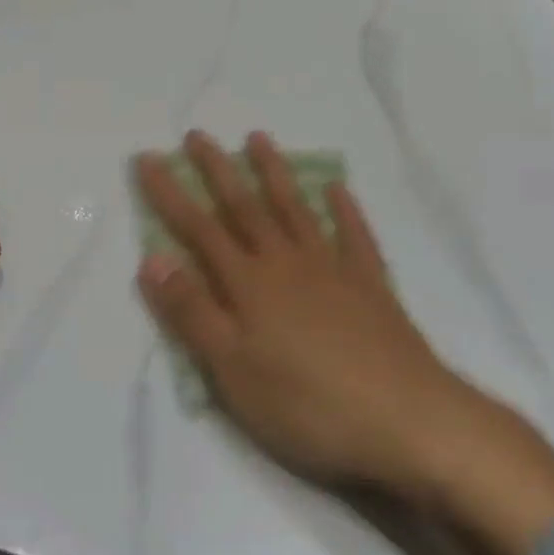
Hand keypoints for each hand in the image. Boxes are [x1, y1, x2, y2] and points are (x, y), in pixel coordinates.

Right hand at [135, 131, 553, 554]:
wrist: (405, 419)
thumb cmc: (307, 403)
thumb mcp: (232, 370)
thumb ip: (192, 311)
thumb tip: (153, 257)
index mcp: (249, 283)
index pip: (198, 228)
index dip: (170, 193)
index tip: (148, 158)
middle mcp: (287, 262)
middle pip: (245, 207)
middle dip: (216, 170)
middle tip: (197, 135)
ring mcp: (333, 269)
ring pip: (295, 209)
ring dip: (273, 173)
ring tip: (258, 139)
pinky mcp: (371, 285)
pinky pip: (355, 235)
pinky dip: (345, 209)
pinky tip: (338, 188)